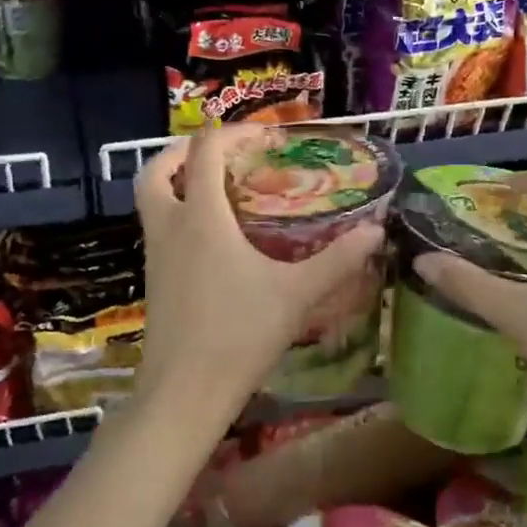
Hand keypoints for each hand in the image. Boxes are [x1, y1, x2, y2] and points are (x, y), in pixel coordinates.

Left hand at [135, 126, 385, 422]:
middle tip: (220, 153)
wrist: (185, 392)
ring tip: (217, 188)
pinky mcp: (153, 278)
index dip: (233, 133)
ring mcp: (155, 254)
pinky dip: (176, 212)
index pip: (205, 151)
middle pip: (157, 169)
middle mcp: (170, 226)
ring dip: (175, 181)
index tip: (265, 137)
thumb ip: (338, 260)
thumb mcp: (296, 294)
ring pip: (150, 199)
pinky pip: (157, 227)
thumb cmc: (239, 335)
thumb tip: (376, 230)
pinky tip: (212, 237)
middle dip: (183, 151)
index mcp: (201, 217)